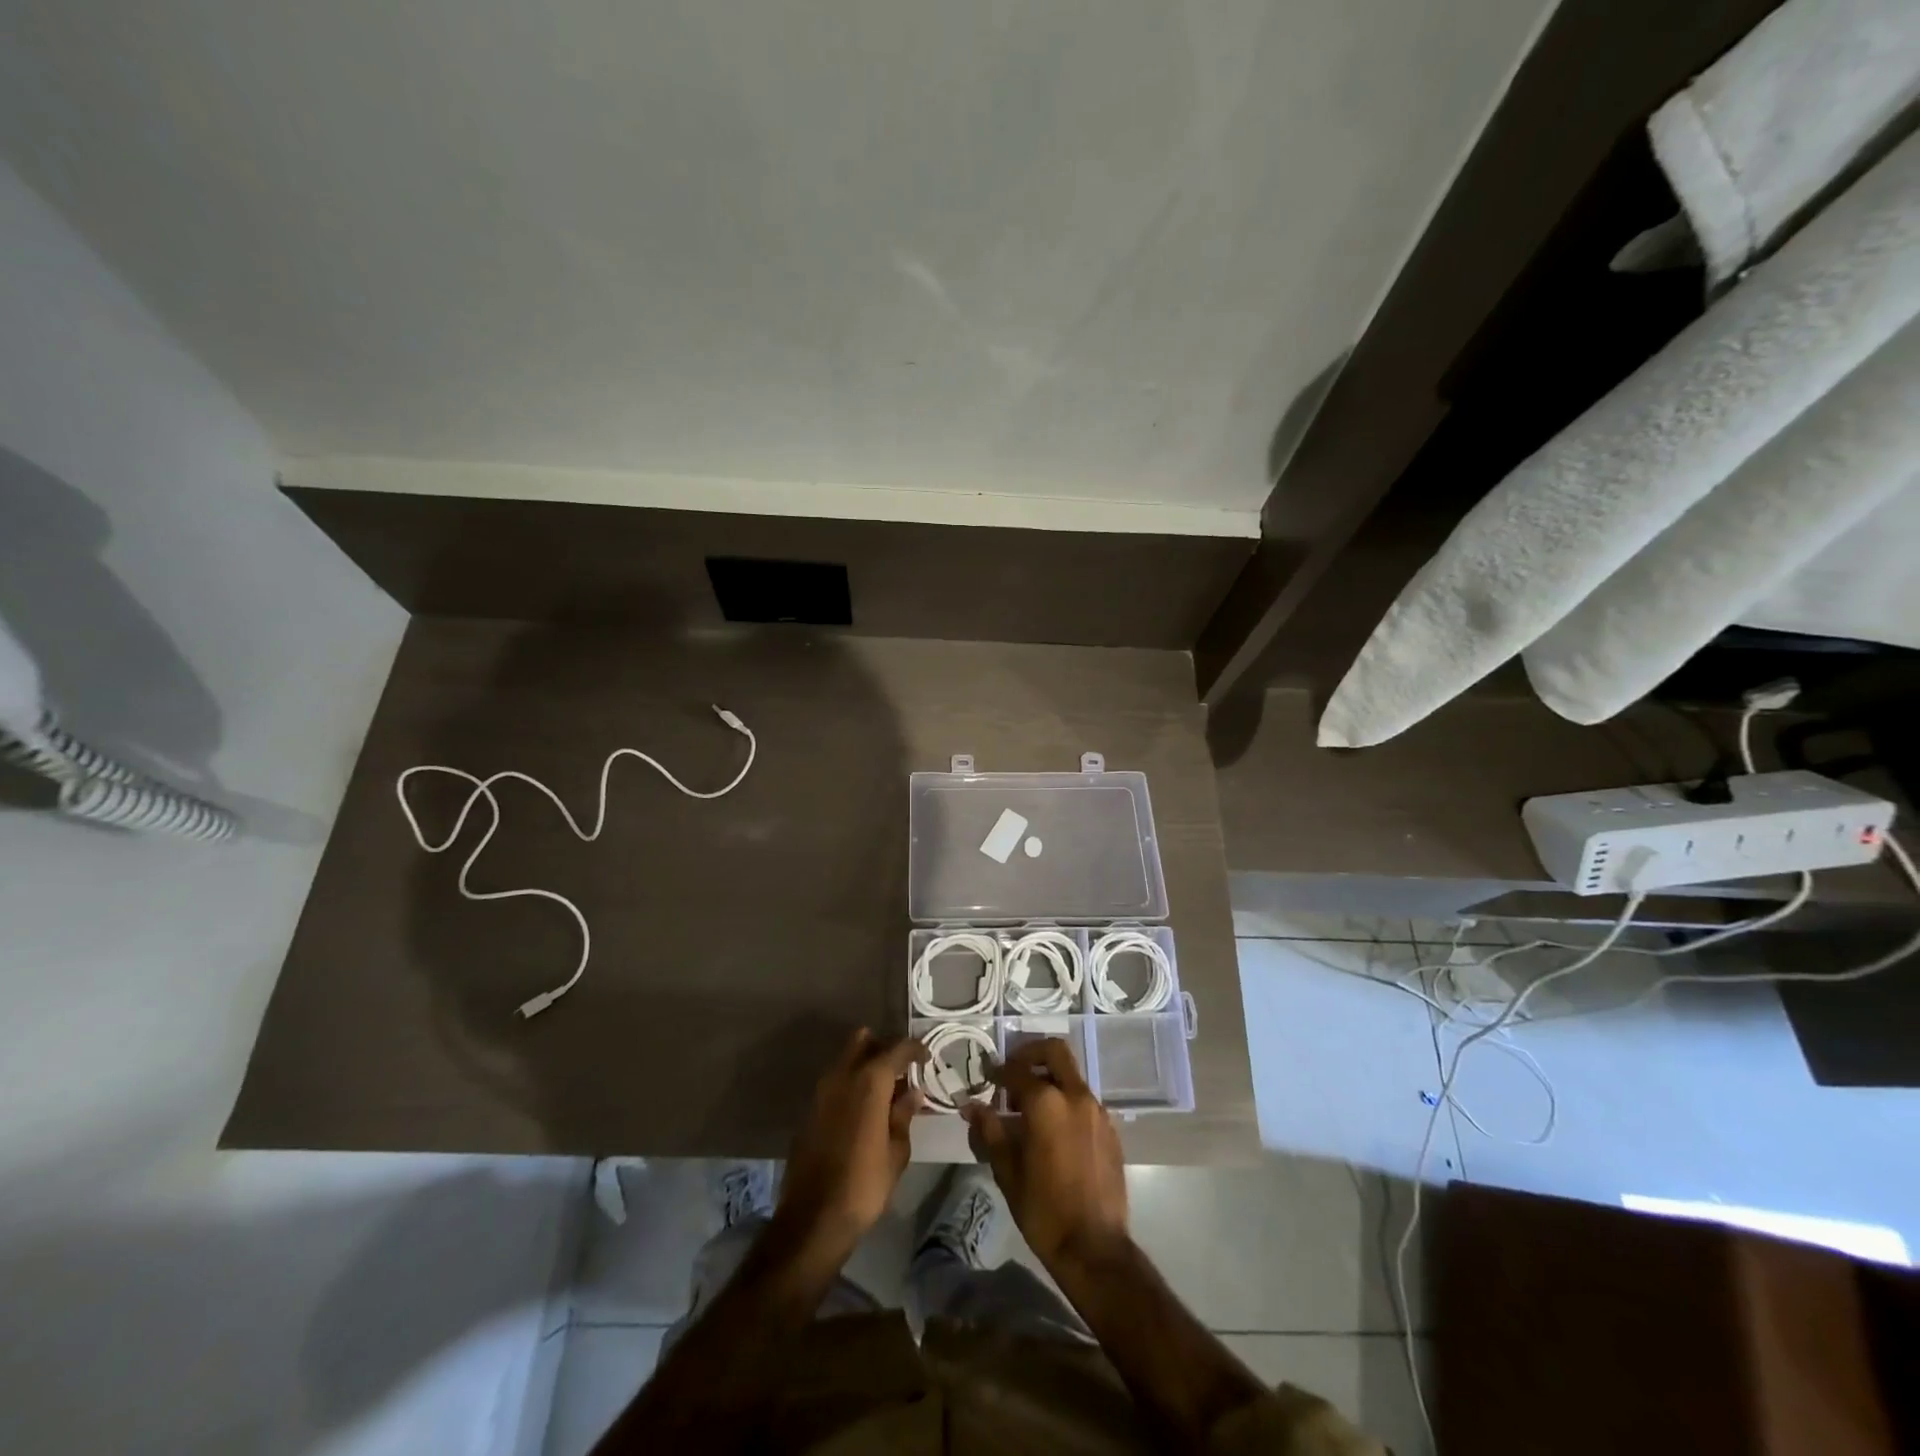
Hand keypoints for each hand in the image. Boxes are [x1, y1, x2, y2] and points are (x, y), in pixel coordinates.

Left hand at [776, 1029, 924, 1258]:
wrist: (813, 1218)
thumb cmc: (865, 1184)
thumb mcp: (897, 1151)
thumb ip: (903, 1114)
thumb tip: (912, 1092)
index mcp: (869, 1081)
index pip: (897, 1048)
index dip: (915, 1049)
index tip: (927, 1057)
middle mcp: (842, 1076)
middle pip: (863, 1040)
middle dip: (883, 1047)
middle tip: (902, 1069)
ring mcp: (821, 1091)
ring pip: (846, 1059)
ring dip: (865, 1065)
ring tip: (886, 1091)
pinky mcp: (809, 1110)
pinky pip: (835, 1082)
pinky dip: (851, 1085)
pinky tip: (864, 1110)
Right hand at [963, 1038, 1128, 1272]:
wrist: (1095, 1248)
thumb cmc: (1043, 1210)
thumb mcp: (1007, 1170)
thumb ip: (989, 1131)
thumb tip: (971, 1106)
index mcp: (1047, 1103)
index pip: (1017, 1071)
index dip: (998, 1071)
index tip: (987, 1076)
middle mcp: (1075, 1096)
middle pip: (1054, 1052)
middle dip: (1031, 1054)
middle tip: (1013, 1072)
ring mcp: (1098, 1111)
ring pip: (1071, 1076)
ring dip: (1050, 1079)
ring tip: (1029, 1108)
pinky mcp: (1111, 1130)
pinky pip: (1084, 1101)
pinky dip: (1066, 1101)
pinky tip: (1054, 1130)